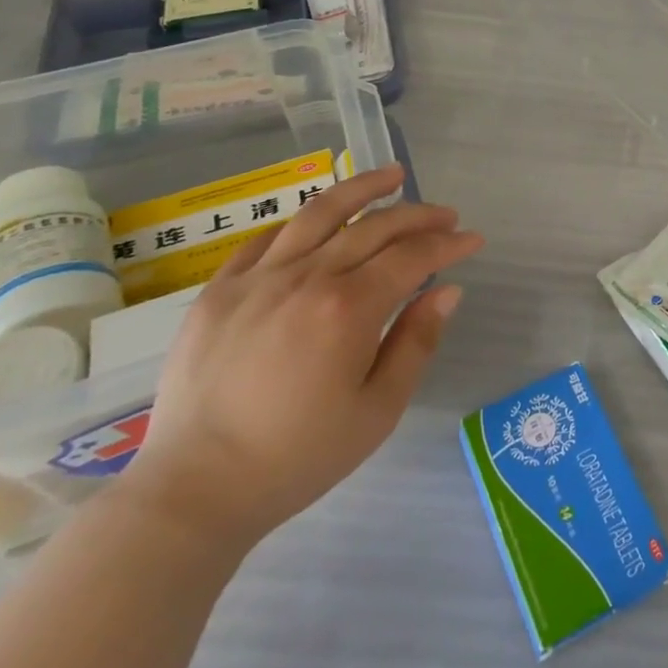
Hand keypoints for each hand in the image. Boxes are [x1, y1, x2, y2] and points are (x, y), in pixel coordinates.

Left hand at [118, 165, 482, 548]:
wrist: (194, 491)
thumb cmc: (297, 457)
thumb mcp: (378, 410)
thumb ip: (417, 342)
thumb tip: (448, 291)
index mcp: (348, 308)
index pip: (412, 256)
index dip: (449, 243)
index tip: (473, 239)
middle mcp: (306, 277)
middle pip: (375, 227)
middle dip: (419, 216)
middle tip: (446, 216)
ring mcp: (257, 279)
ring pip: (320, 213)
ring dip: (364, 188)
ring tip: (393, 175)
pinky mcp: (219, 290)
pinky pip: (267, 238)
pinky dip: (303, 222)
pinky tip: (322, 219)